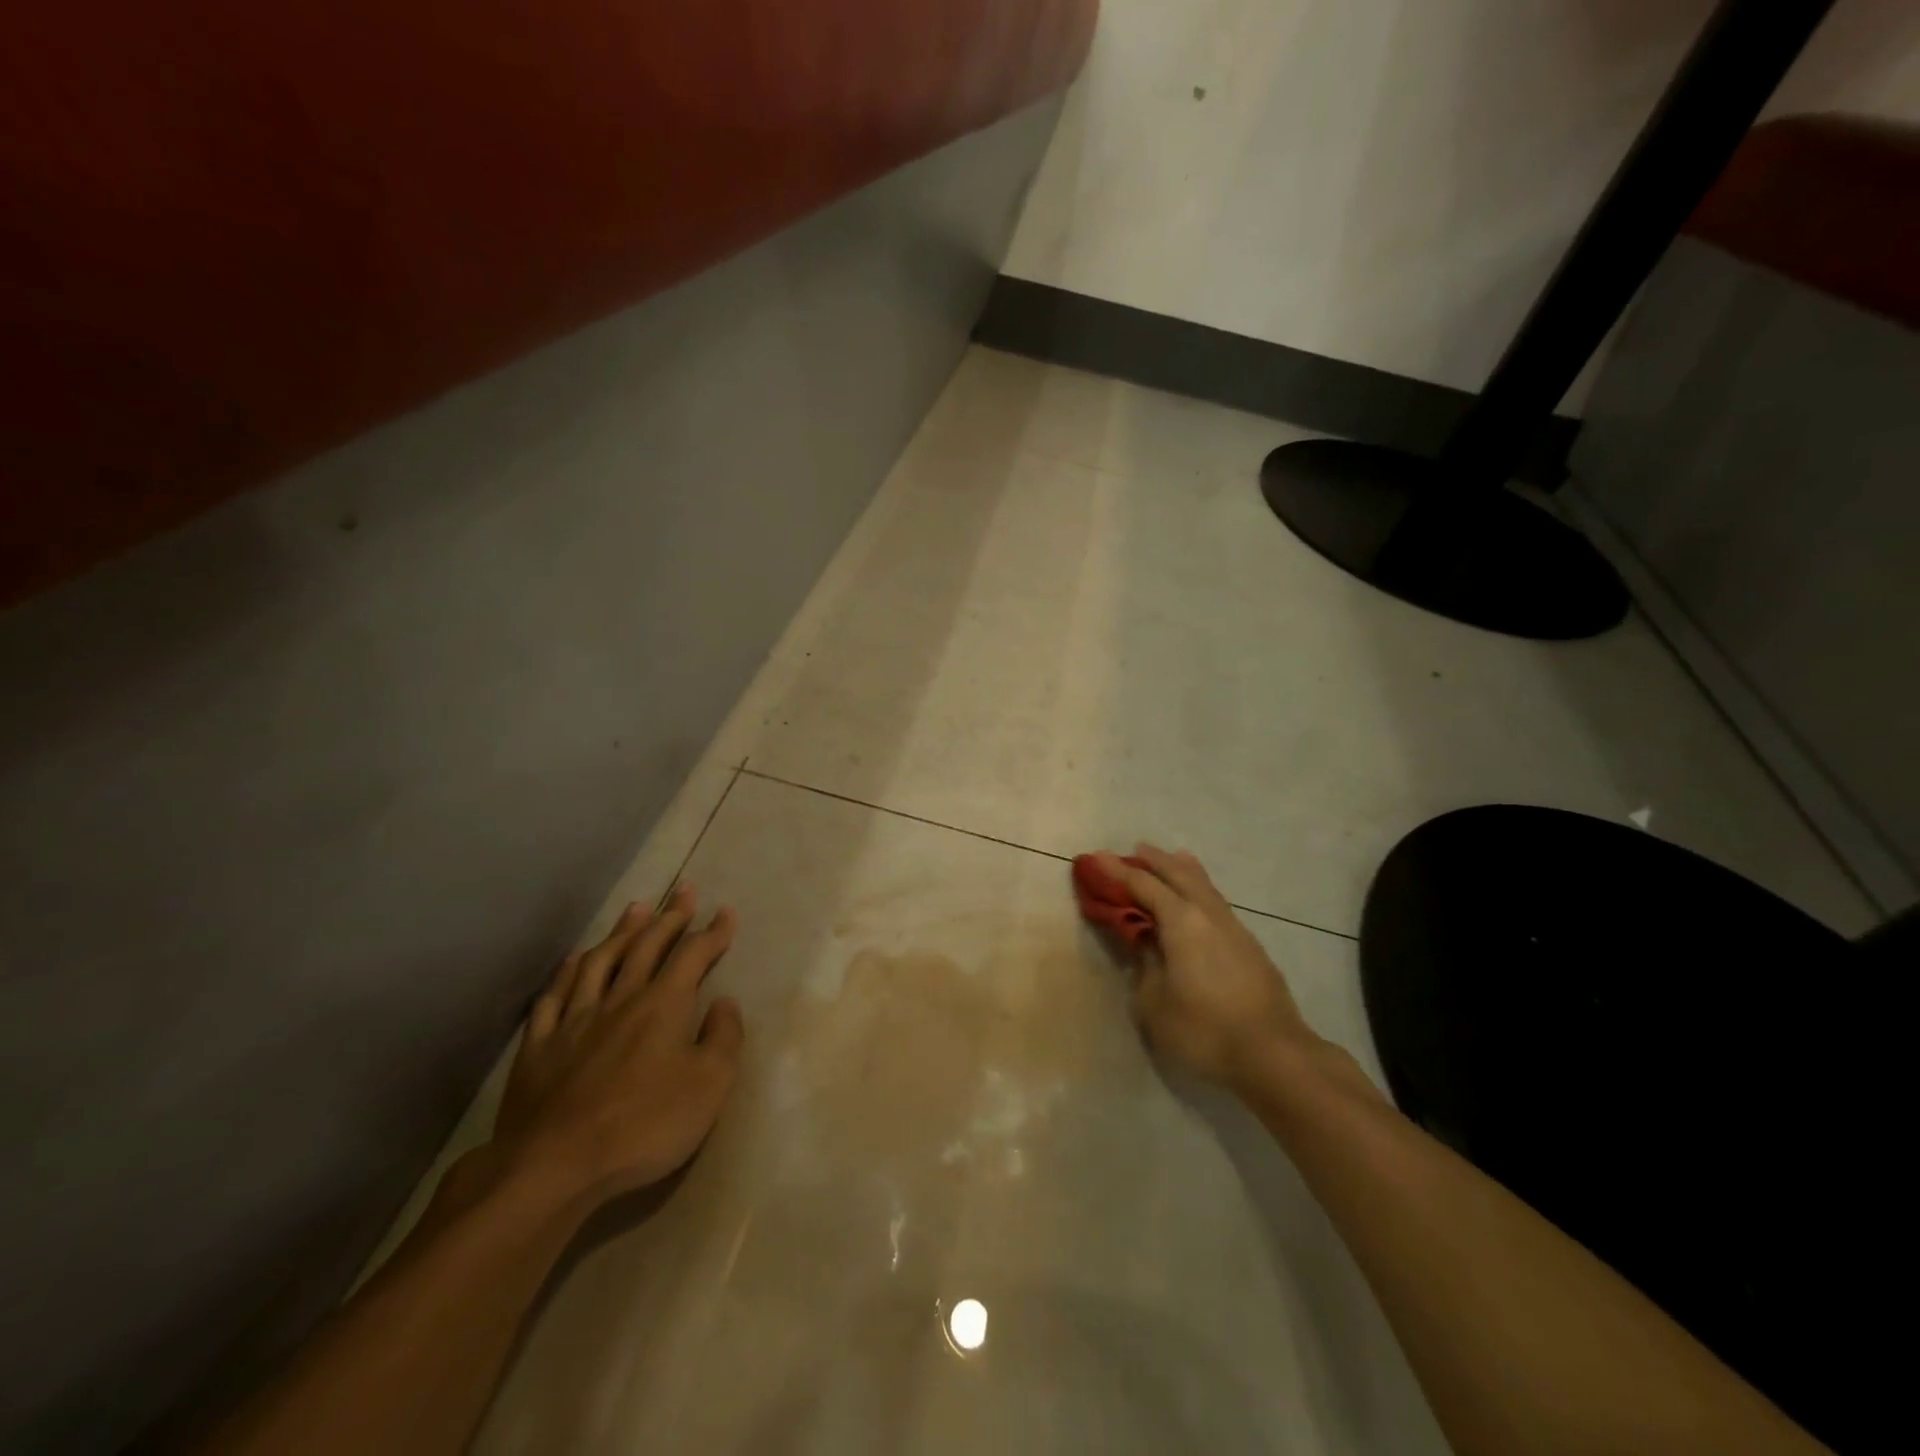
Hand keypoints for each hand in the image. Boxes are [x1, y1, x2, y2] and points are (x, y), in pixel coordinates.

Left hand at [487, 886, 745, 1214]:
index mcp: (663, 1005)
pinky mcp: (540, 1046)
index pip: (693, 955)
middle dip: (670, 916)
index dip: (713, 932)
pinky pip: (555, 996)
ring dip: (622, 931)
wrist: (554, 1166)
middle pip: (647, 945)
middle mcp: (620, 999)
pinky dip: (569, 972)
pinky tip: (575, 960)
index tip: (726, 912)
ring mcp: (575, 1019)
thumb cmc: (644, 1125)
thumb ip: (723, 1038)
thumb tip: (725, 1002)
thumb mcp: (709, 1085)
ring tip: (636, 909)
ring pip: (600, 960)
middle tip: (684, 891)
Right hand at [1095, 845, 1318, 1090]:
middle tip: (1134, 850)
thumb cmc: (1204, 1029)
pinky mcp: (1249, 946)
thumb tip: (1143, 942)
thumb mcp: (1154, 1003)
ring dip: (1181, 870)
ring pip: (1204, 885)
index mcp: (1181, 921)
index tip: (1095, 858)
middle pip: (1178, 873)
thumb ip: (1143, 964)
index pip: (1142, 885)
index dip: (1116, 871)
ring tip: (1170, 860)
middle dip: (1154, 860)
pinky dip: (1199, 890)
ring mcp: (1234, 927)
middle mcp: (1208, 913)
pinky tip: (1197, 901)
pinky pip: (1216, 902)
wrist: (1274, 1054)